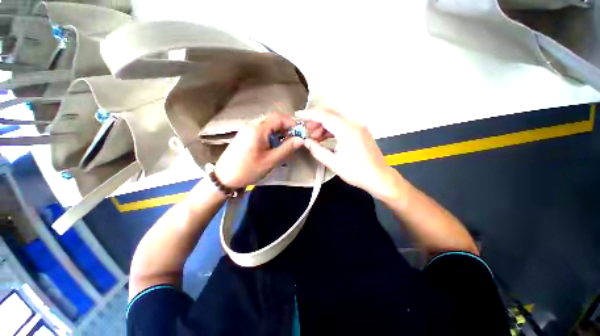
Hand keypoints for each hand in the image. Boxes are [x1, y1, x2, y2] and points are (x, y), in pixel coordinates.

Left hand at [215, 113, 303, 187]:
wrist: (224, 178)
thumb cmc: (248, 169)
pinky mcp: (245, 135)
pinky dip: (271, 135)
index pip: (279, 117)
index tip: (300, 134)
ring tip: (285, 145)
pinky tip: (273, 146)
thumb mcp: (270, 161)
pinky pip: (261, 130)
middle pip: (273, 120)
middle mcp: (252, 125)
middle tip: (293, 140)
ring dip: (279, 132)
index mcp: (258, 129)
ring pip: (268, 125)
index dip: (291, 123)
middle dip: (286, 128)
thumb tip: (301, 140)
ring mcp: (247, 129)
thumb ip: (286, 148)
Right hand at [296, 107, 405, 199]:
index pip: (324, 116)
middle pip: (331, 112)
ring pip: (337, 117)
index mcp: (347, 130)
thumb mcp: (333, 163)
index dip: (309, 115)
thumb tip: (306, 142)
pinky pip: (343, 123)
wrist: (379, 177)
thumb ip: (317, 151)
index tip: (298, 116)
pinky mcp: (360, 130)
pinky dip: (332, 128)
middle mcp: (354, 123)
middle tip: (307, 129)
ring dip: (324, 124)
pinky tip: (325, 137)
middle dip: (316, 118)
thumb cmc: (356, 172)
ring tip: (315, 137)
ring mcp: (359, 125)